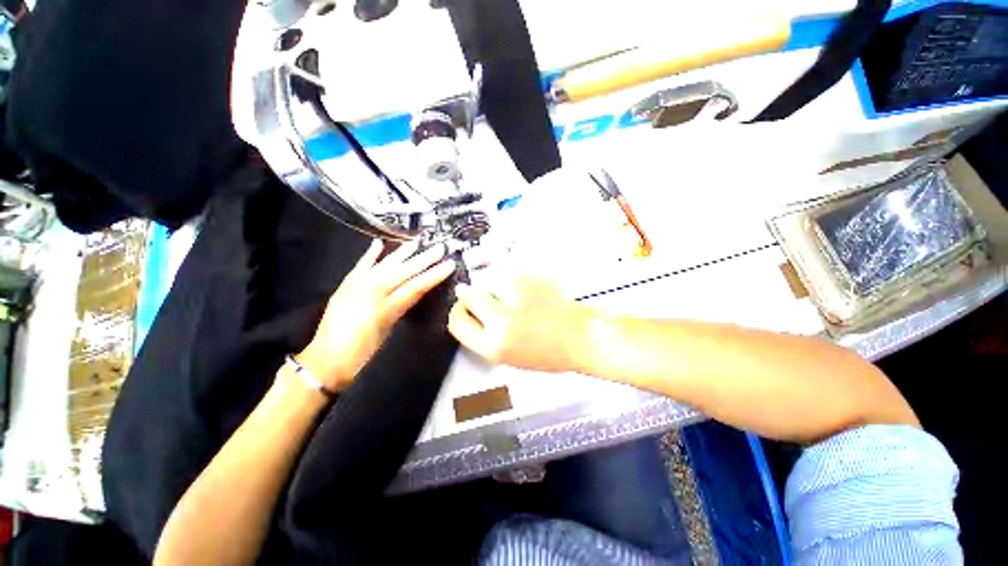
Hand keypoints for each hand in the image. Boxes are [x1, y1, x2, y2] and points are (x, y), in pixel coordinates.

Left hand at [297, 240, 455, 390]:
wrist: (326, 361)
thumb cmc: (362, 354)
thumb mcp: (387, 334)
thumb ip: (399, 310)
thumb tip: (413, 293)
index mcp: (385, 309)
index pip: (415, 287)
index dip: (434, 276)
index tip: (449, 265)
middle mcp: (371, 293)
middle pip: (403, 272)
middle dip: (423, 260)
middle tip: (439, 248)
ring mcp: (356, 287)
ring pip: (384, 265)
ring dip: (401, 253)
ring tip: (416, 243)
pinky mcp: (345, 286)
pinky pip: (360, 266)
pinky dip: (369, 255)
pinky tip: (378, 243)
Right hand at [448, 276, 595, 372]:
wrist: (581, 338)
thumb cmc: (550, 353)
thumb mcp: (511, 358)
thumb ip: (488, 338)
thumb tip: (473, 318)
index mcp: (494, 347)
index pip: (458, 324)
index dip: (457, 313)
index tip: (460, 307)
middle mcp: (501, 322)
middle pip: (468, 296)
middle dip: (469, 293)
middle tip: (475, 292)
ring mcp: (516, 299)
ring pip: (488, 280)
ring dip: (493, 283)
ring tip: (508, 291)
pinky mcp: (531, 282)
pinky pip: (509, 272)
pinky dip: (511, 276)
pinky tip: (523, 287)